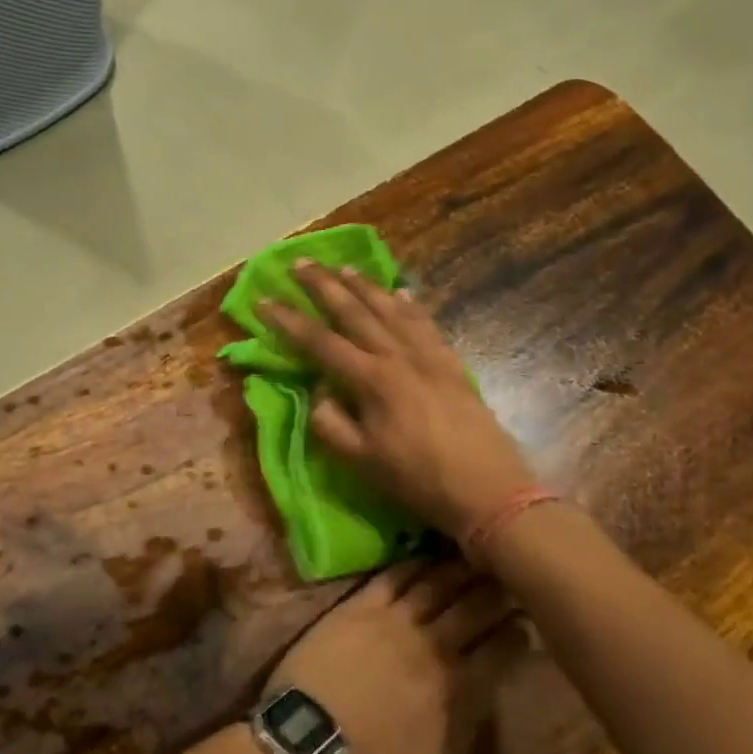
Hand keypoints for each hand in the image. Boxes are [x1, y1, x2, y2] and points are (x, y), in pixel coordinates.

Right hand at [259, 261, 536, 543]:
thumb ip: (330, 422)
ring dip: (365, 286)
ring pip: (391, 309)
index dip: (288, 320)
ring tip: (344, 268)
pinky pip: (426, 322)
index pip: (319, 342)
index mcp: (371, 380)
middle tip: (301, 262)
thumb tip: (319, 389)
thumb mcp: (361, 461)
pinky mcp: (452, 363)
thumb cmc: (418, 479)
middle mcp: (398, 356)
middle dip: (324, 285)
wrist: (489, 491)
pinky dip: (410, 304)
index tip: (263, 300)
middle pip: (355, 311)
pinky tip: (401, 292)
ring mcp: (429, 355)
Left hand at [267, 563, 519, 753]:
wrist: (311, 748)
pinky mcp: (360, 606)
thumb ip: (466, 721)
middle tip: (508, 578)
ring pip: (437, 584)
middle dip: (496, 592)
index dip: (517, 634)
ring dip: (460, 569)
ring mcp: (395, 620)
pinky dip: (413, 563)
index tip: (525, 623)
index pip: (502, 651)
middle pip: (474, 608)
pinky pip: (393, 576)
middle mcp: (434, 646)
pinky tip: (425, 554)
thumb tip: (483, 690)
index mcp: (459, 689)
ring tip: (475, 557)